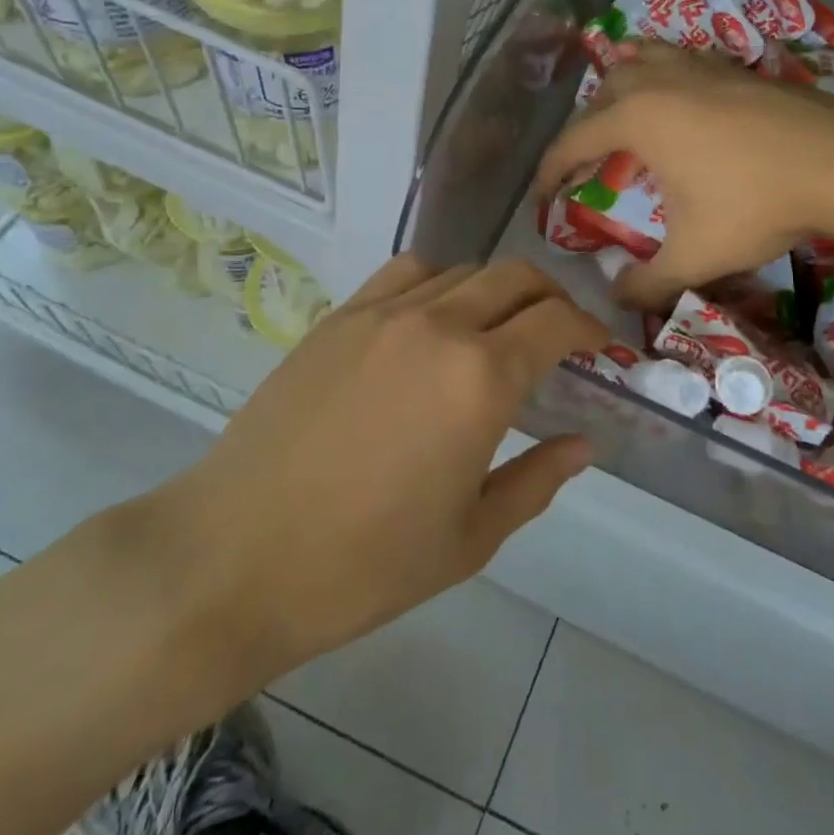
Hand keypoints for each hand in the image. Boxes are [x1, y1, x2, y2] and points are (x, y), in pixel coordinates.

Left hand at [148, 255, 605, 701]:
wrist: (234, 558)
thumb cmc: (363, 564)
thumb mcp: (471, 538)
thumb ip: (537, 481)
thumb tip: (583, 445)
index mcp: (481, 379)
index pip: (557, 321)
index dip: (589, 327)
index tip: (599, 346)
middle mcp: (438, 326)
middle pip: (516, 278)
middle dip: (551, 297)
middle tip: (559, 332)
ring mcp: (382, 314)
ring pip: (462, 270)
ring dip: (496, 289)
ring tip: (497, 326)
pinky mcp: (339, 318)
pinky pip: (405, 273)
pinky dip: (438, 282)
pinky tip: (432, 318)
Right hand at [533, 45, 833, 310]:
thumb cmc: (756, 204)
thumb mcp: (696, 255)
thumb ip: (648, 283)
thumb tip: (617, 301)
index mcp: (637, 119)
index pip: (573, 141)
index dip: (549, 171)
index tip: (540, 197)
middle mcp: (661, 81)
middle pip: (604, 90)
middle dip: (586, 125)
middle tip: (588, 161)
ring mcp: (701, 66)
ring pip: (643, 59)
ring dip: (623, 86)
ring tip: (625, 116)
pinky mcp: (736, 67)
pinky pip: (681, 60)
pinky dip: (664, 77)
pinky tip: (683, 103)